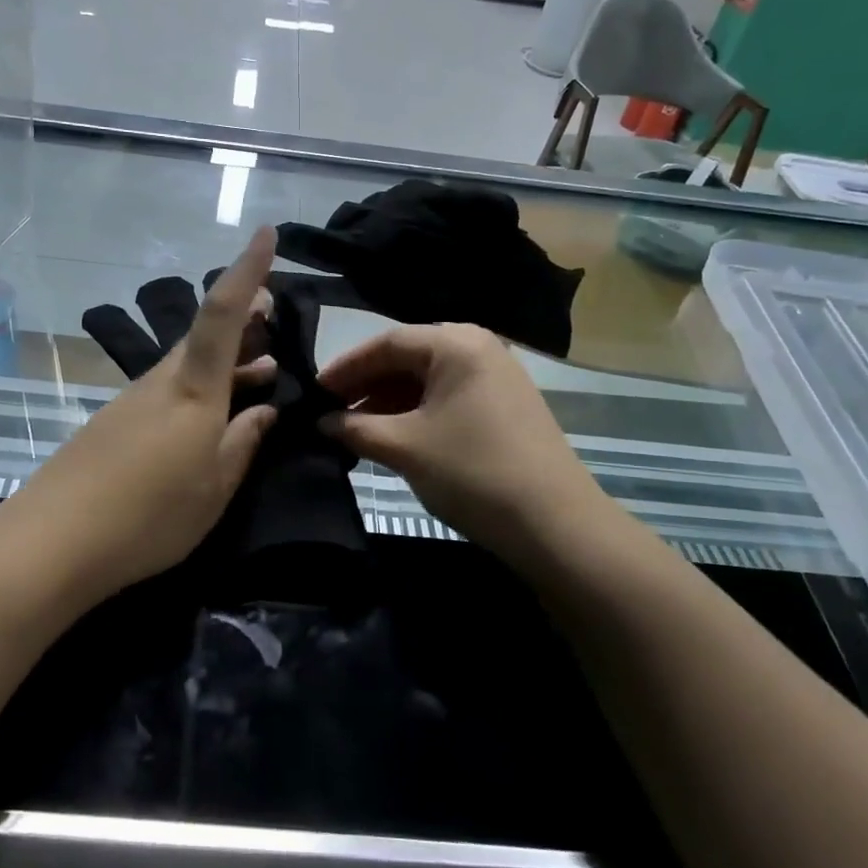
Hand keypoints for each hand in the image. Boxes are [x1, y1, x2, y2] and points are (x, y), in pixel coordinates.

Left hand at [4, 229, 280, 602]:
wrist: (52, 541)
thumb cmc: (148, 516)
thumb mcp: (214, 487)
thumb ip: (243, 442)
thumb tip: (266, 410)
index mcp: (193, 390)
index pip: (223, 313)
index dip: (247, 271)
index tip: (266, 232)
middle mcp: (161, 382)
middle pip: (205, 335)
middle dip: (244, 319)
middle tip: (276, 321)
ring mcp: (133, 400)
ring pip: (188, 363)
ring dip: (227, 359)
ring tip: (261, 371)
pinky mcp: (115, 422)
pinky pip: (169, 388)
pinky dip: (200, 386)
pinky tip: (211, 415)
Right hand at [319, 324, 601, 567]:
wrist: (554, 524)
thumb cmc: (472, 472)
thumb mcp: (405, 447)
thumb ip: (355, 428)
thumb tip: (321, 422)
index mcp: (455, 343)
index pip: (385, 343)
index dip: (344, 368)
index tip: (313, 393)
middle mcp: (478, 347)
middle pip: (407, 358)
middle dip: (366, 386)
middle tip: (329, 413)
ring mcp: (496, 376)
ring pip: (427, 380)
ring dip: (389, 403)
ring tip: (356, 430)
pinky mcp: (505, 405)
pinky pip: (448, 397)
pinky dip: (417, 414)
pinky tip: (395, 437)